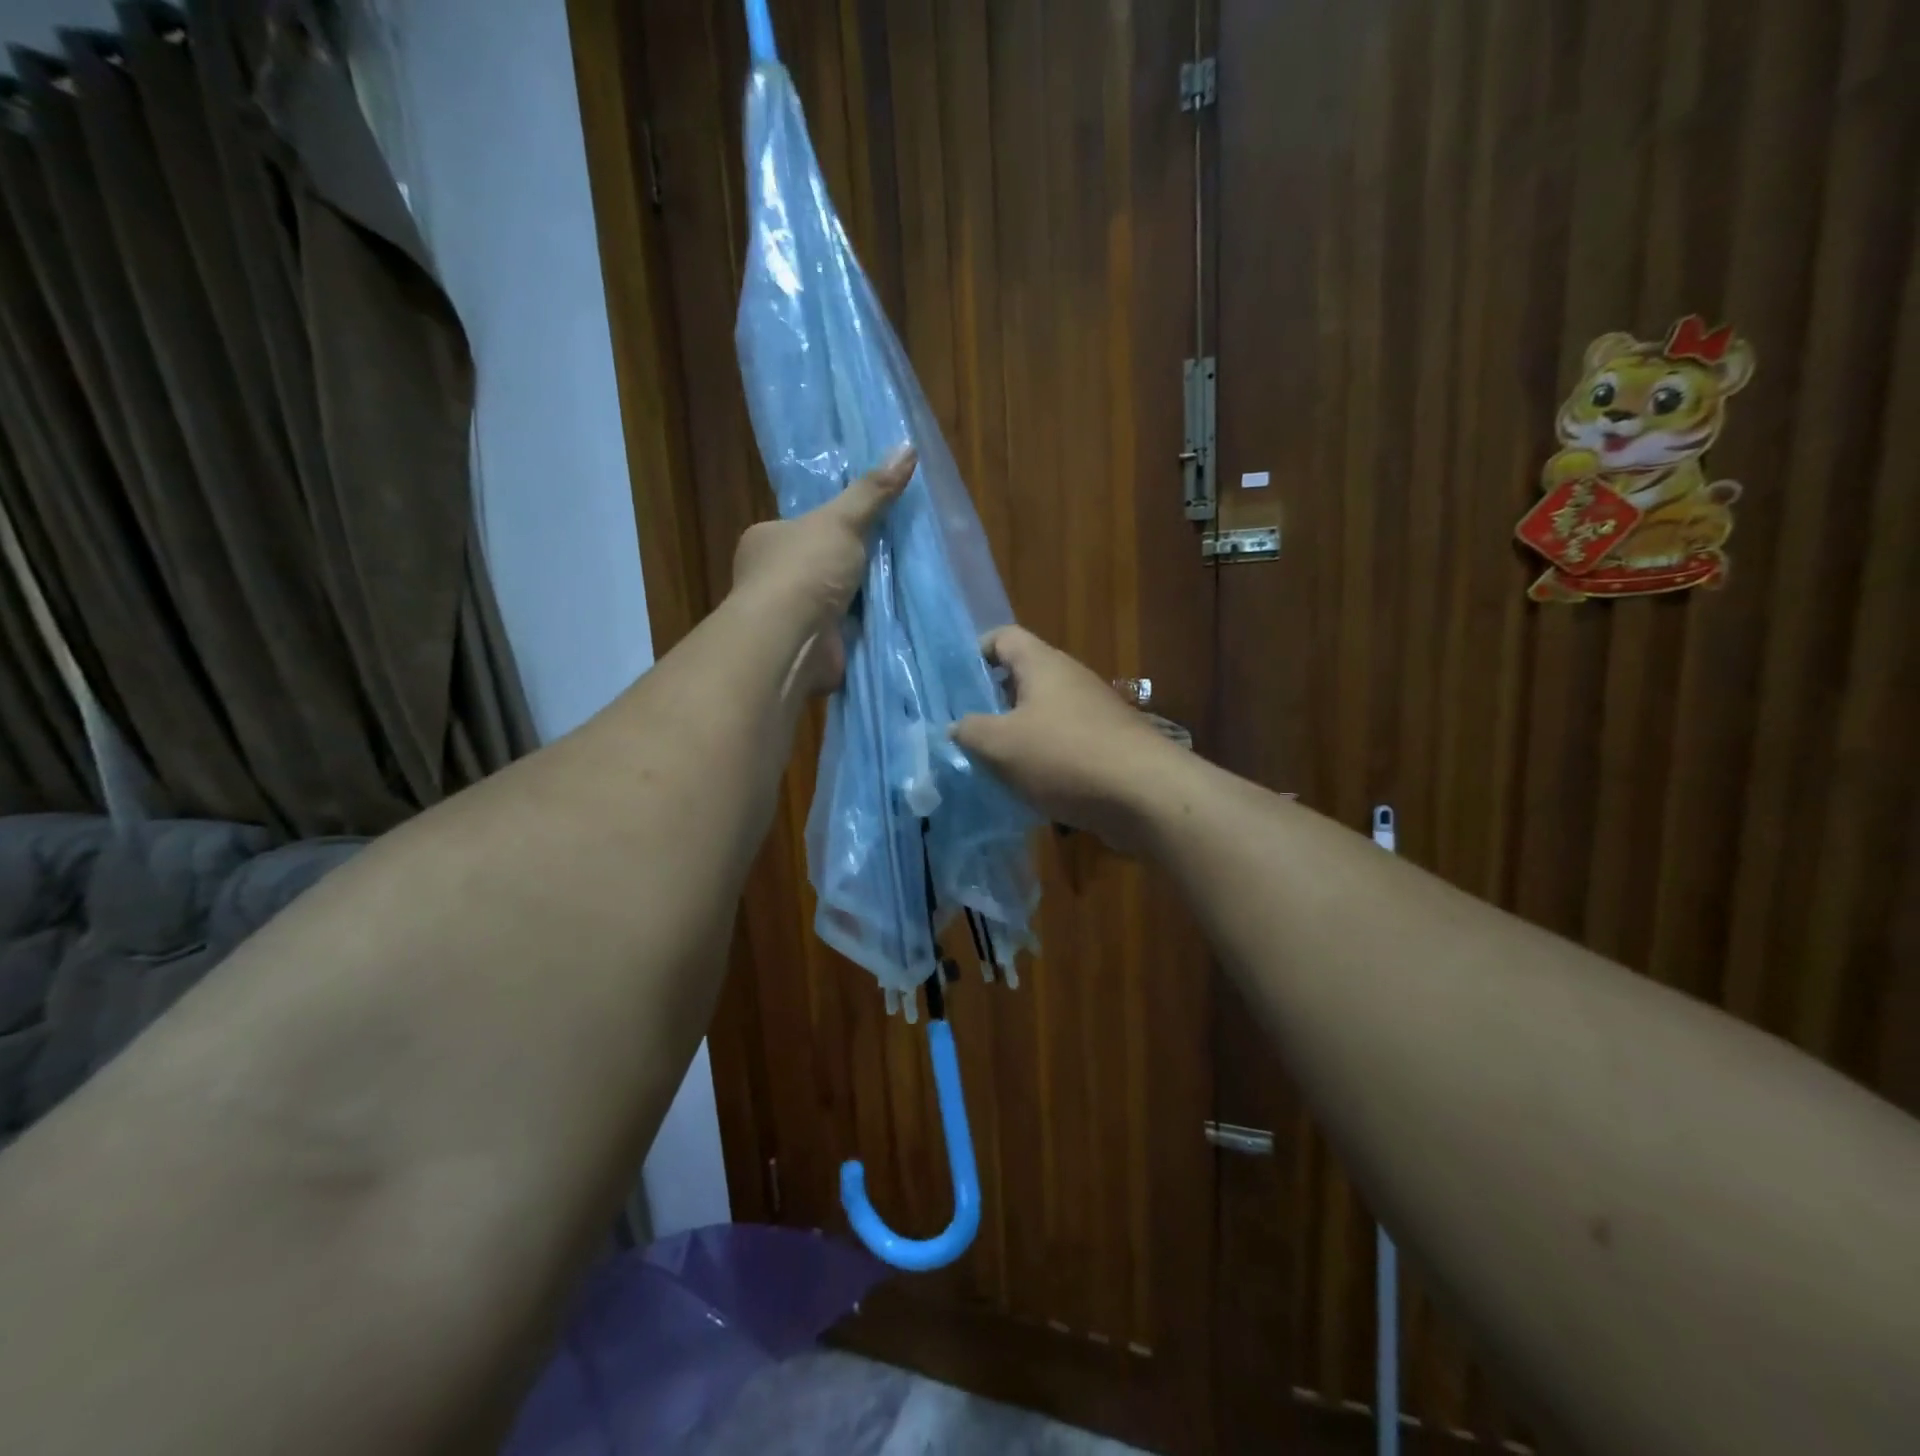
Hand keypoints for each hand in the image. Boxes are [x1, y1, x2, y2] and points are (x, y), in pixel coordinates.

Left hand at [731, 447, 913, 694]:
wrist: (792, 639)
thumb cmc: (805, 570)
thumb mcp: (843, 520)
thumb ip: (873, 491)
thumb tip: (908, 445)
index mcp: (765, 541)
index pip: (799, 528)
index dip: (829, 526)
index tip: (861, 526)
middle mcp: (769, 579)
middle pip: (817, 565)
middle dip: (846, 566)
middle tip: (889, 556)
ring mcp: (788, 617)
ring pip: (829, 601)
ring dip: (855, 600)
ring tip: (898, 587)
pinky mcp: (807, 648)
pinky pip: (840, 633)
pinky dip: (860, 630)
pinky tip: (889, 621)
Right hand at [952, 626, 1178, 850]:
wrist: (1145, 795)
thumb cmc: (1065, 757)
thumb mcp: (1000, 744)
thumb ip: (969, 731)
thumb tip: (956, 728)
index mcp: (1043, 664)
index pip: (1003, 637)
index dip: (974, 653)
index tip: (952, 686)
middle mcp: (1070, 680)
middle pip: (1021, 679)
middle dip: (990, 704)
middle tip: (964, 732)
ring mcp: (1091, 714)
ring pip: (1041, 716)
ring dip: (1015, 737)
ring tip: (990, 765)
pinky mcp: (1106, 746)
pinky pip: (1062, 745)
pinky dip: (1042, 761)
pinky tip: (1027, 788)